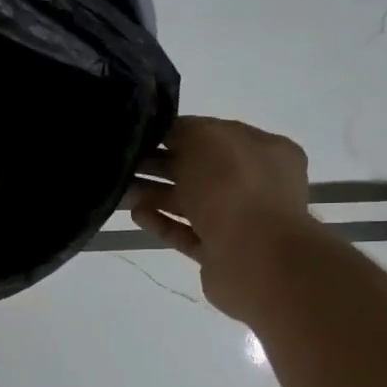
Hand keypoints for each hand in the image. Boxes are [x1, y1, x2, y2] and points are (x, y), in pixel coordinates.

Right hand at [128, 117, 314, 323]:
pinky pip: (187, 233)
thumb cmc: (234, 185)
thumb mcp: (205, 138)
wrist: (254, 256)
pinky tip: (136, 215)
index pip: (217, 134)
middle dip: (162, 164)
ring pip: (191, 202)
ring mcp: (240, 222)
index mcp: (265, 150)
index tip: (145, 135)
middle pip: (201, 170)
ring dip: (156, 194)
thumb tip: (167, 133)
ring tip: (121, 190)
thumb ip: (183, 130)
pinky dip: (163, 223)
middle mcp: (257, 184)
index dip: (180, 133)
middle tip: (125, 163)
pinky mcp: (221, 253)